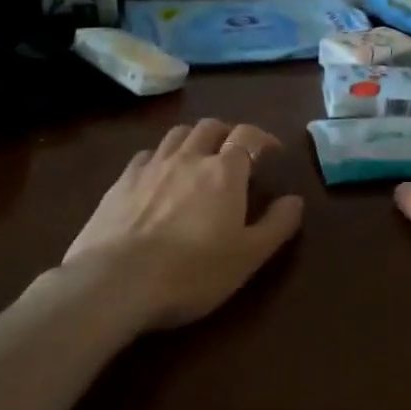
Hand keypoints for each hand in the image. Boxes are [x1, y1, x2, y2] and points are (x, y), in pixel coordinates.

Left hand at [64, 118, 305, 330]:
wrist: (115, 282)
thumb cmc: (191, 272)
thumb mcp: (248, 257)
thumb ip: (276, 225)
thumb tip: (295, 200)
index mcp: (224, 172)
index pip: (248, 136)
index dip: (263, 138)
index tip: (272, 151)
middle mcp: (188, 158)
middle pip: (210, 127)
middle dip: (227, 134)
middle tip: (234, 154)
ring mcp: (150, 167)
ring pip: (176, 135)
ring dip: (193, 139)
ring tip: (198, 159)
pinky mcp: (120, 182)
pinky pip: (145, 155)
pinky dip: (160, 158)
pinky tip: (158, 177)